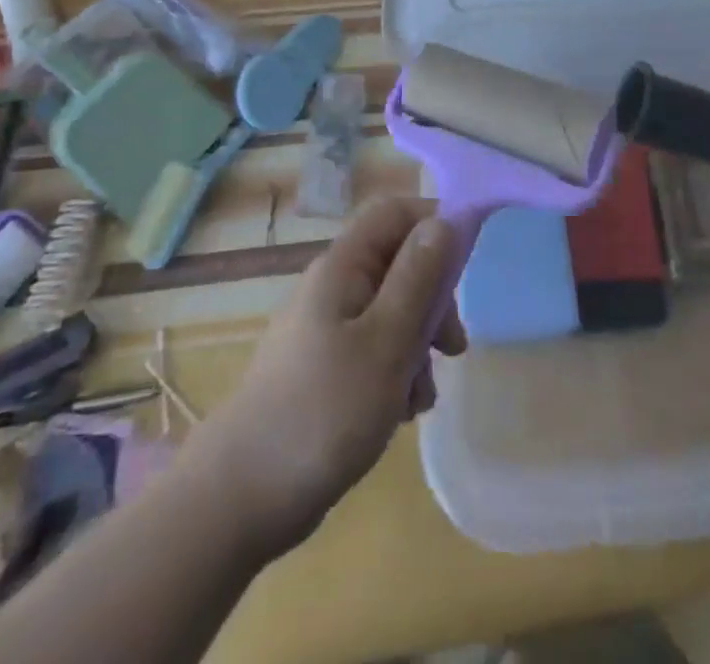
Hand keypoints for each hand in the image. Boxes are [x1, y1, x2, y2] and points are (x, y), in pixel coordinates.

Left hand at [179, 196, 465, 559]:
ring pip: (392, 310)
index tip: (468, 262)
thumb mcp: (386, 342)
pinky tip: (402, 412)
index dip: (435, 221)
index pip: (395, 211)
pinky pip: (374, 349)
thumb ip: (418, 278)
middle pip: (399, 263)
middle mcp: (333, 286)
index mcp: (343, 266)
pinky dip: (396, 372)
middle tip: (452, 346)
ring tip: (422, 396)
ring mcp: (326, 328)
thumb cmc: (323, 411)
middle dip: (434, 298)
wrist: (241, 497)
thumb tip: (445, 220)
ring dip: (418, 344)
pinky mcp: (325, 367)